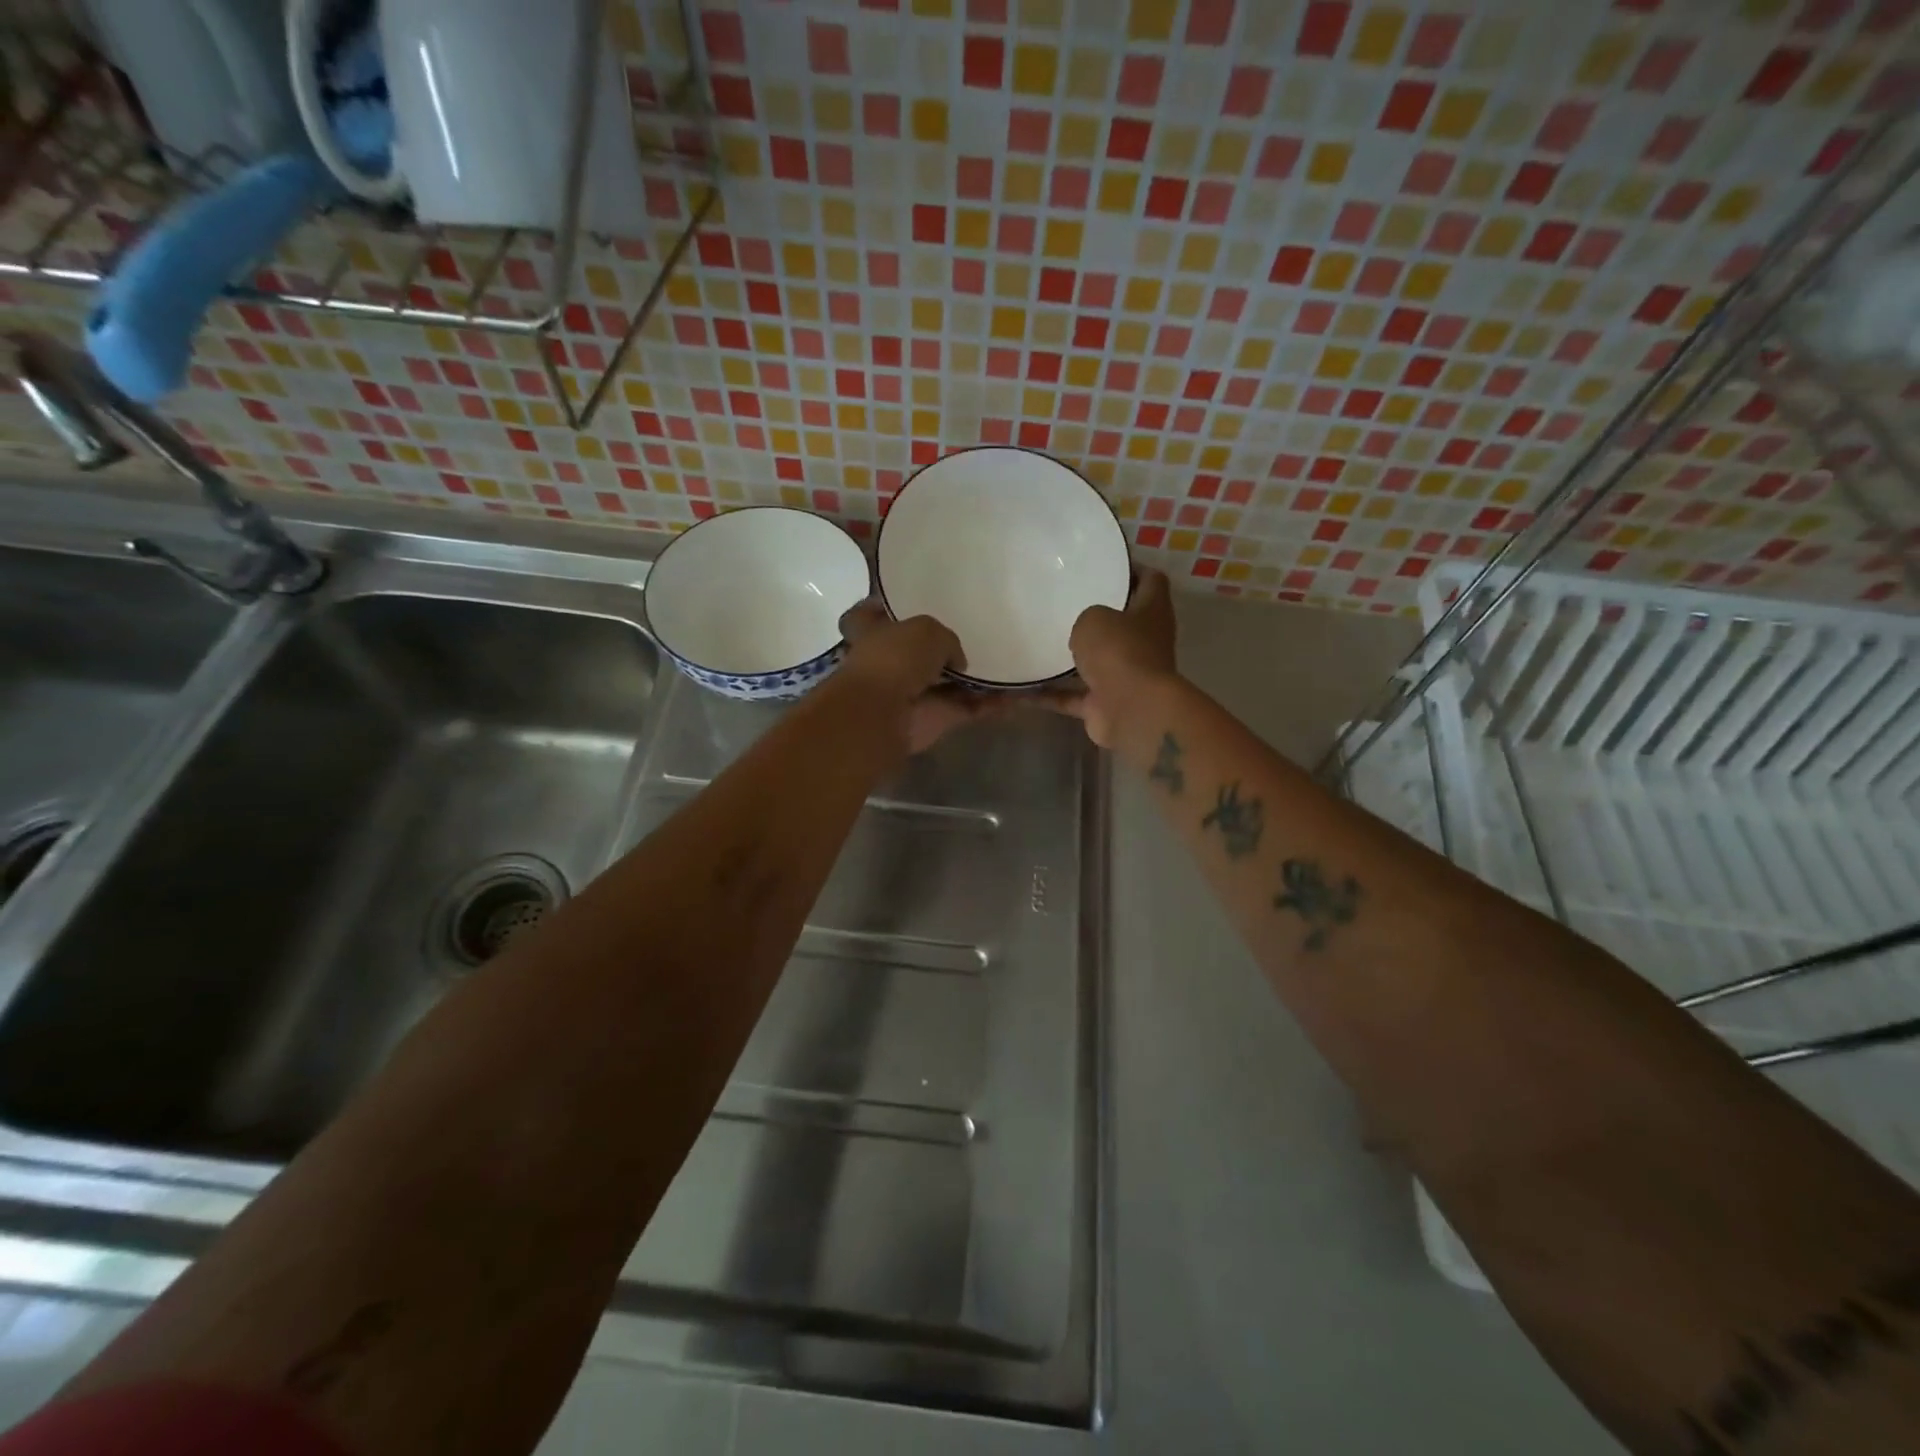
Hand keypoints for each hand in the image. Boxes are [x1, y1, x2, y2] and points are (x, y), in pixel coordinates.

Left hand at [838, 602, 1004, 753]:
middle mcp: (891, 661)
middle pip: (918, 650)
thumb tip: (957, 663)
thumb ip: (947, 639)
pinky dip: (994, 703)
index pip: (871, 613)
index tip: (907, 598)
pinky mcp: (937, 718)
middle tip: (977, 628)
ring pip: (950, 681)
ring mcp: (914, 692)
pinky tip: (1022, 694)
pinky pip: (971, 707)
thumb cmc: (894, 658)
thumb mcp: (927, 629)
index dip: (885, 605)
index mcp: (873, 631)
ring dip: (977, 677)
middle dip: (943, 645)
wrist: (884, 714)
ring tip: (1013, 660)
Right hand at [1041, 566, 1177, 747]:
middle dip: (1097, 615)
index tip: (1105, 563)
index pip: (1151, 581)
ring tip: (1039, 642)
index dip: (1133, 569)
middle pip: (1123, 623)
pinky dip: (1049, 695)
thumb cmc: (1119, 651)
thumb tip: (1084, 632)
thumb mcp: (1095, 617)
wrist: (1131, 710)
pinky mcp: (1104, 705)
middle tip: (1063, 601)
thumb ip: (1087, 617)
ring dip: (1072, 658)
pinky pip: (1071, 697)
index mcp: (1152, 612)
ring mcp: (1125, 677)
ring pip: (1096, 662)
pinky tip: (1020, 690)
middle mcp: (1144, 643)